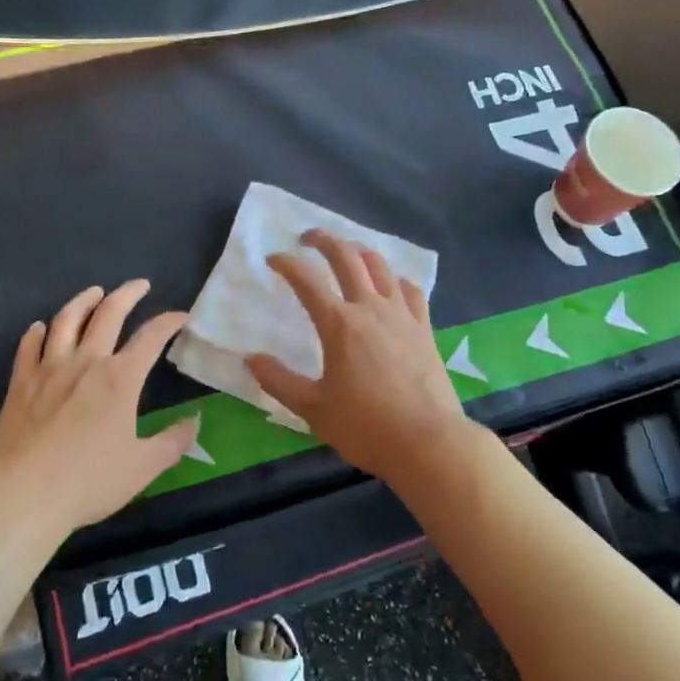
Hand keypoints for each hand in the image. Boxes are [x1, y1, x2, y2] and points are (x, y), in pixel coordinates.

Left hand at [0, 280, 199, 535]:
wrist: (21, 495)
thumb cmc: (87, 482)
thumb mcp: (142, 467)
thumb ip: (173, 442)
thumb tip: (196, 422)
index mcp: (121, 378)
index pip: (151, 337)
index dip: (169, 321)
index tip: (181, 316)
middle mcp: (87, 362)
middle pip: (109, 313)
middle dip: (128, 293)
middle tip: (140, 285)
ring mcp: (49, 368)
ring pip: (67, 320)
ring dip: (84, 300)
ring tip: (94, 292)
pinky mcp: (21, 382)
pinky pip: (29, 346)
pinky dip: (37, 332)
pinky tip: (41, 327)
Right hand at [246, 230, 470, 488]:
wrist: (428, 442)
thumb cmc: (366, 426)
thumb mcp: (313, 409)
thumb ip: (279, 381)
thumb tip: (250, 359)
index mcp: (339, 324)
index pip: (307, 279)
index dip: (287, 263)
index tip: (273, 259)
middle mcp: (370, 308)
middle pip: (346, 257)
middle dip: (324, 240)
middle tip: (307, 238)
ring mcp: (401, 315)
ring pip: (380, 266)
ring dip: (359, 252)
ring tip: (346, 253)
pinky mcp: (424, 327)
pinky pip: (410, 289)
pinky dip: (395, 278)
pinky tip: (390, 285)